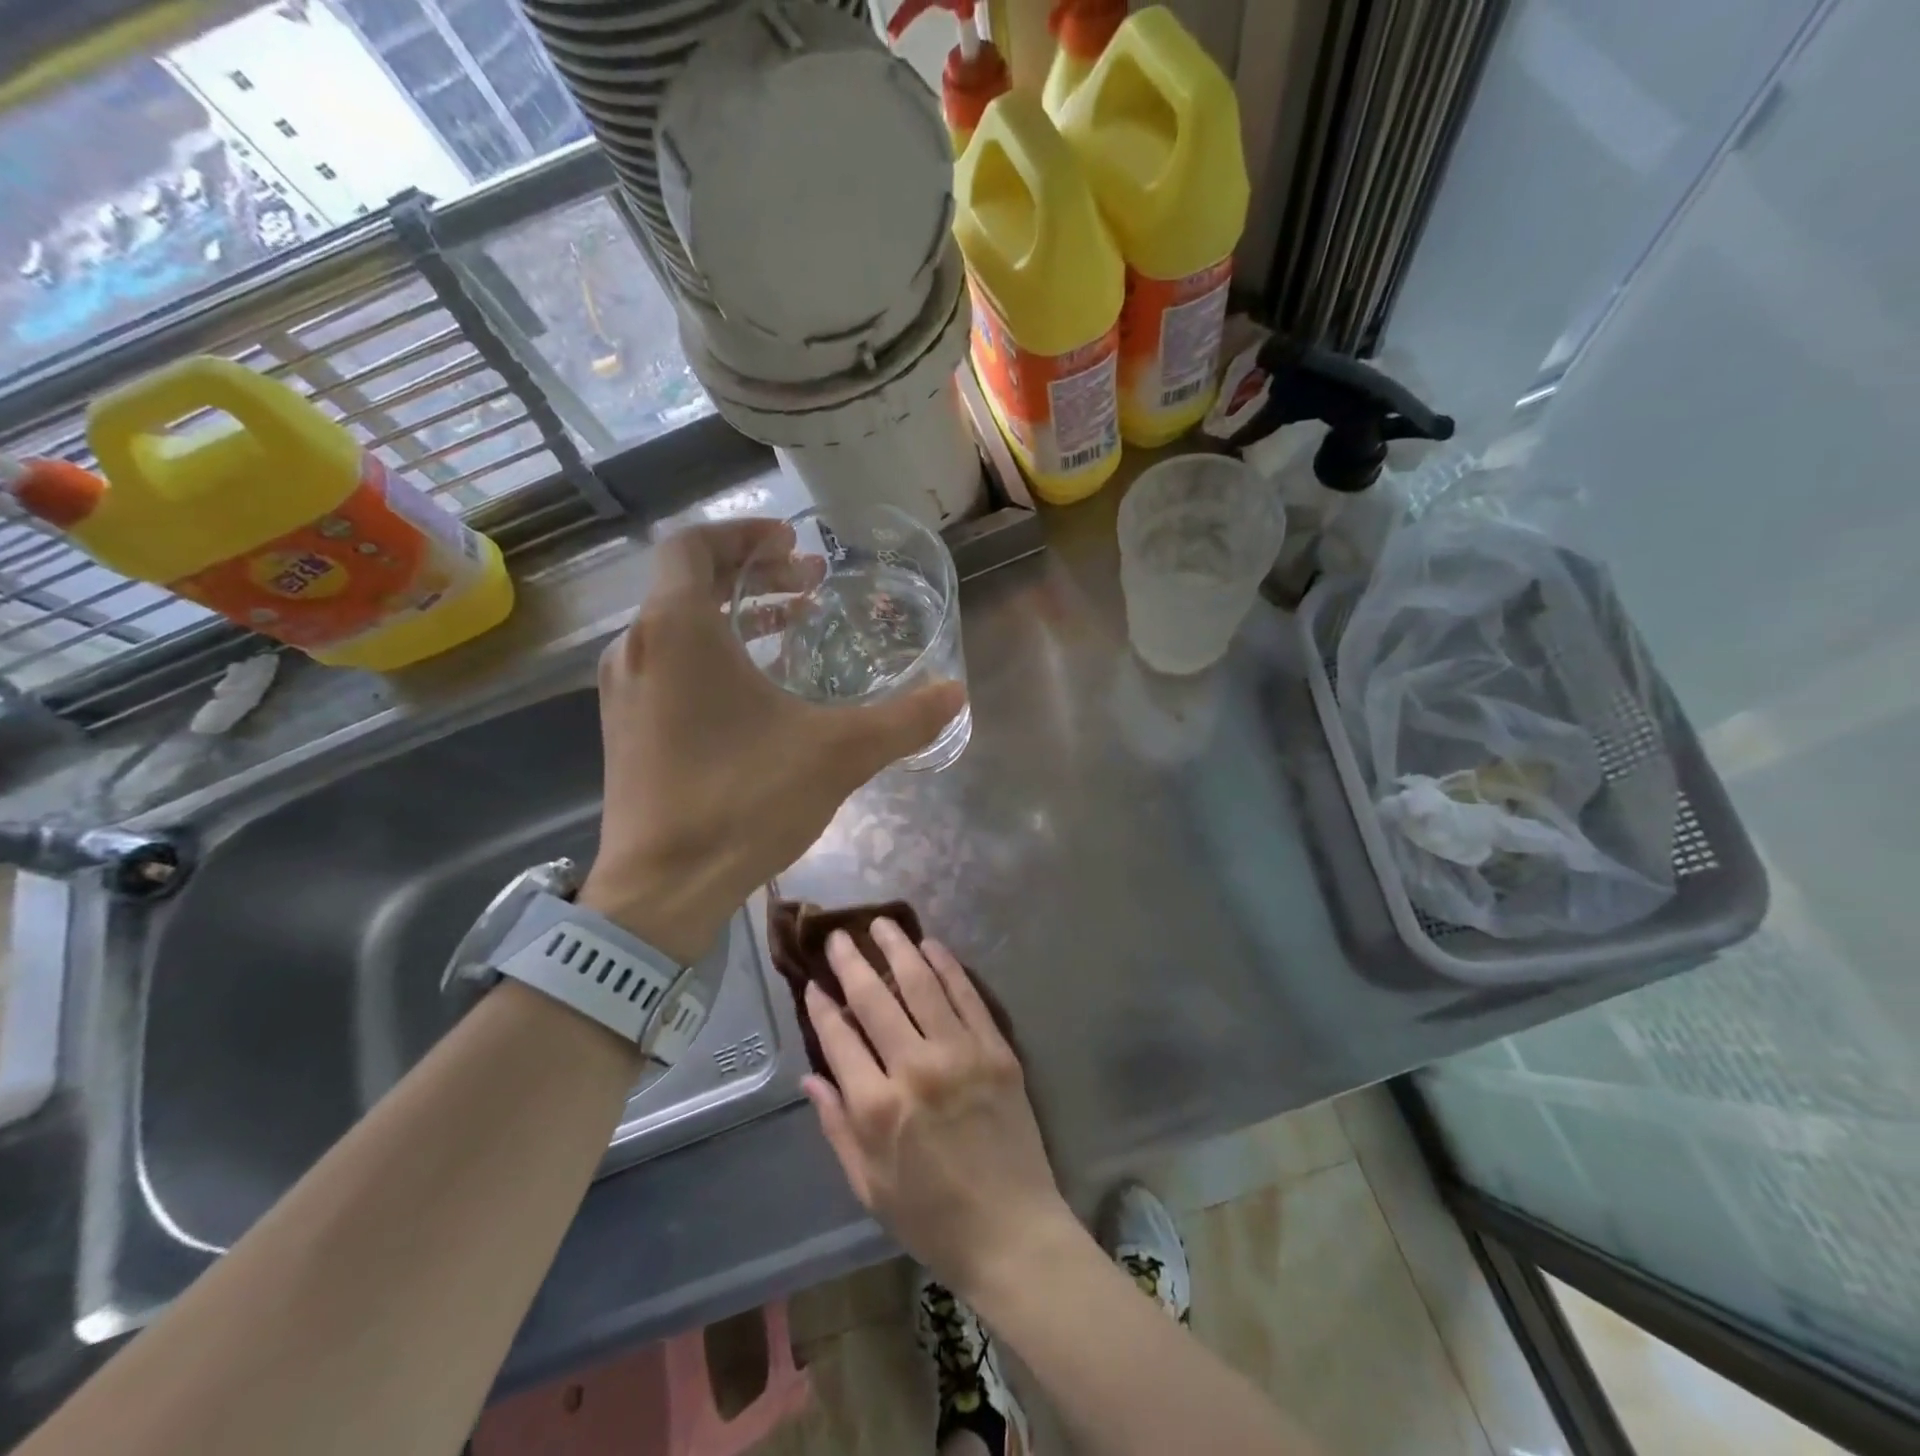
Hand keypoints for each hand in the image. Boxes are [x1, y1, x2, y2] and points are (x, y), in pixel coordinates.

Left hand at [579, 521, 965, 961]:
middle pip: (690, 582)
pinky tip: (760, 689)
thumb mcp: (838, 753)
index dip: (746, 534)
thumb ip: (903, 719)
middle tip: (810, 584)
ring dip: (736, 617)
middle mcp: (639, 646)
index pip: (695, 544)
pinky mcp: (625, 726)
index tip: (793, 543)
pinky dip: (714, 655)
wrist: (661, 889)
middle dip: (754, 575)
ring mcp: (624, 689)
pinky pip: (669, 664)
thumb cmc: (743, 801)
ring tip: (795, 628)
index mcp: (678, 629)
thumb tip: (956, 693)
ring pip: (679, 626)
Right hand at [802, 919, 1075, 1297]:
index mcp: (876, 1107)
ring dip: (898, 948)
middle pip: (875, 999)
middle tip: (839, 936)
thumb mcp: (867, 1185)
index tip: (812, 983)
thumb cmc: (931, 1217)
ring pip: (921, 983)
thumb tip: (810, 1076)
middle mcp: (915, 1068)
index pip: (839, 1037)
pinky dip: (946, 965)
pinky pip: (967, 995)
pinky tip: (931, 945)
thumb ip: (836, 1125)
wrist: (1011, 1231)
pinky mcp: (996, 1049)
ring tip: (882, 924)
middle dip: (852, 962)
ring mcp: (961, 1053)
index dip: (821, 1006)